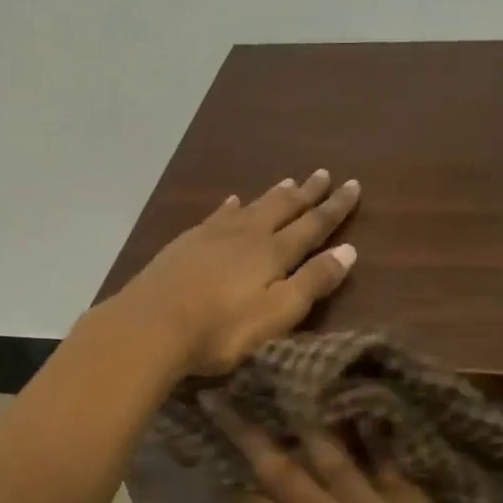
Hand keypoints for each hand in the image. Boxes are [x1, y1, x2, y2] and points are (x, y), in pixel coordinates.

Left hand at [113, 170, 359, 376]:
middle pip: (283, 207)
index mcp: (273, 253)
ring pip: (252, 207)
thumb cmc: (220, 328)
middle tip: (324, 173)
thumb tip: (349, 251)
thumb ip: (312, 282)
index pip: (313, 225)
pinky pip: (217, 216)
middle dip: (307, 193)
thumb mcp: (276, 314)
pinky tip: (232, 201)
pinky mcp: (186, 244)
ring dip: (274, 194)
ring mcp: (212, 235)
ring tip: (289, 180)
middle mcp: (247, 235)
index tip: (353, 185)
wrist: (149, 326)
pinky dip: (231, 207)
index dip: (335, 207)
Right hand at [211, 403, 462, 502]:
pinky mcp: (407, 500)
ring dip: (309, 429)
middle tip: (226, 403)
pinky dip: (374, 441)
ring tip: (292, 393)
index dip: (237, 483)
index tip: (218, 450)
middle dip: (251, 439)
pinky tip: (363, 412)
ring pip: (335, 460)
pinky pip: (387, 463)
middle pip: (286, 474)